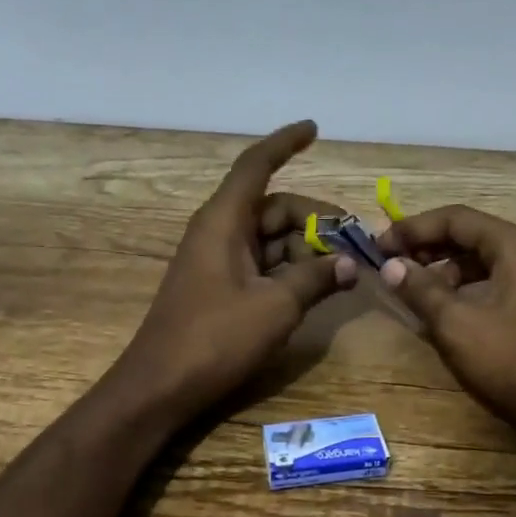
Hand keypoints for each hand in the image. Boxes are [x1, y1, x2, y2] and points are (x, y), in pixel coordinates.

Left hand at [119, 121, 356, 415]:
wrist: (160, 387)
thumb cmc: (215, 338)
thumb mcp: (276, 307)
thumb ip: (316, 278)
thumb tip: (350, 265)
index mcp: (224, 221)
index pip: (256, 165)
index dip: (285, 143)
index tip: (314, 129)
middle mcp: (220, 231)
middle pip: (276, 208)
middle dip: (318, 221)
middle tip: (356, 245)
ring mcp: (219, 260)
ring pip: (273, 238)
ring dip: (308, 249)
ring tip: (343, 273)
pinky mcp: (221, 287)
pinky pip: (264, 264)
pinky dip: (291, 270)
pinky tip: (318, 287)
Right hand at [377, 206, 515, 429]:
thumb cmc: (513, 360)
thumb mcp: (456, 324)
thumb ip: (420, 289)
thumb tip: (390, 266)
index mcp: (513, 244)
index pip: (454, 218)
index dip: (412, 228)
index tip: (379, 246)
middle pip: (467, 235)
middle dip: (426, 247)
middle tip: (389, 264)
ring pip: (479, 260)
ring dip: (442, 270)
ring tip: (411, 291)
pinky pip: (491, 282)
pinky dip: (463, 289)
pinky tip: (441, 310)